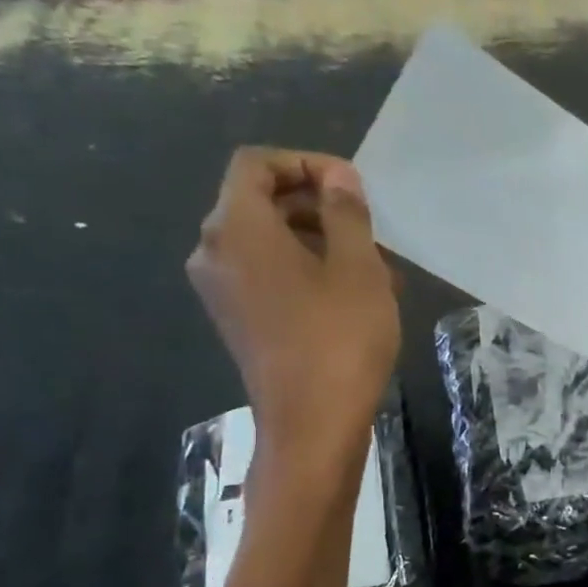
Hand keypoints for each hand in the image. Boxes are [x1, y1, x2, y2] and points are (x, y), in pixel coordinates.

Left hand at [186, 148, 399, 470]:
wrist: (312, 424)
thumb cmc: (339, 338)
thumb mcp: (358, 267)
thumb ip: (346, 212)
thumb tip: (338, 177)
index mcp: (237, 228)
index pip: (256, 164)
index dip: (304, 163)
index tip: (351, 187)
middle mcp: (214, 251)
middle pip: (259, 202)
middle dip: (317, 205)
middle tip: (369, 229)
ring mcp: (221, 289)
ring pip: (267, 242)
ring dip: (317, 241)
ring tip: (372, 267)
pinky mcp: (236, 320)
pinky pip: (265, 274)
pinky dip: (303, 270)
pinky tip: (350, 296)